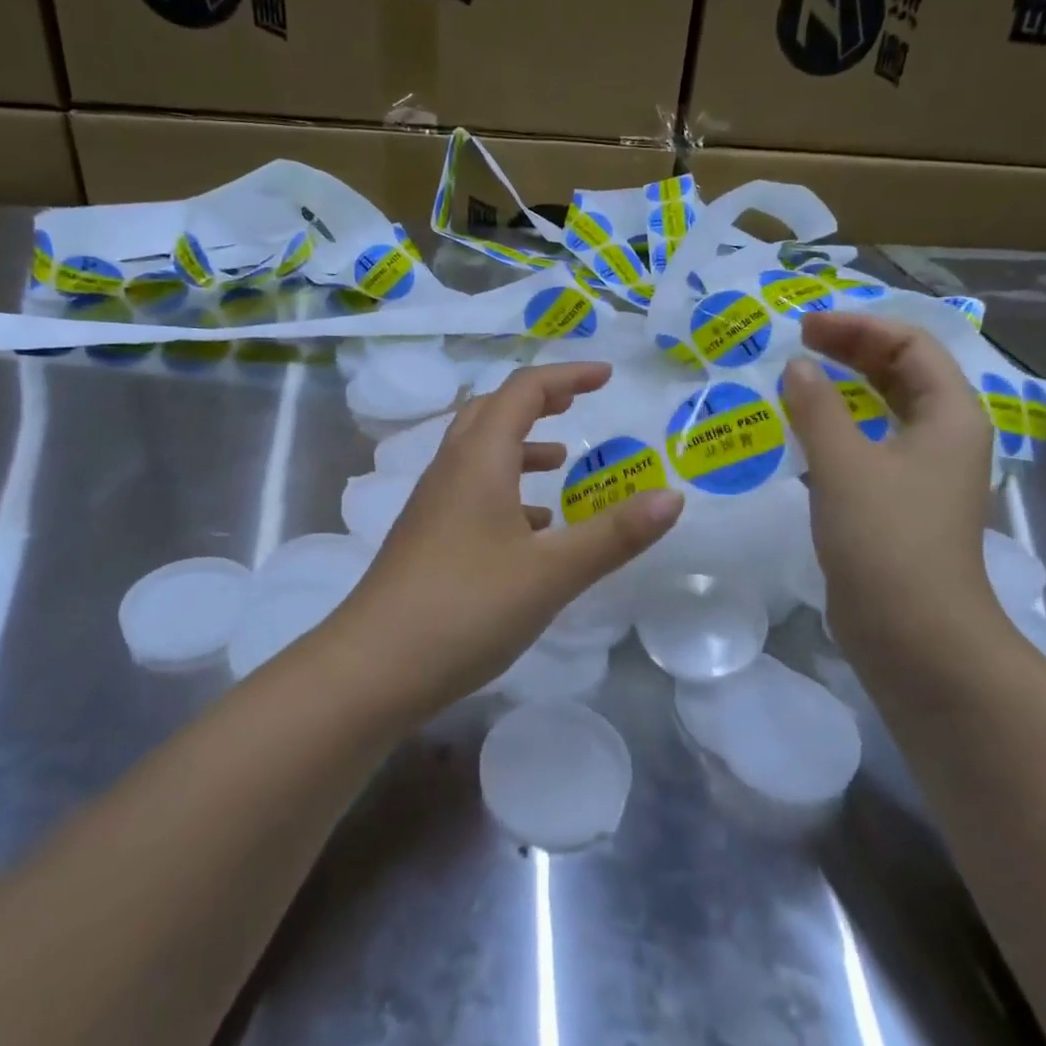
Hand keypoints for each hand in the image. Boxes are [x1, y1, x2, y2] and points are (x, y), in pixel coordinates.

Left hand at [341, 362, 683, 711]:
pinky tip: (530, 530)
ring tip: (559, 464)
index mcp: (478, 460)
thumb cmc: (466, 608)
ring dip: (519, 447)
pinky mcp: (425, 540)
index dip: (567, 376)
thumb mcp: (552, 573)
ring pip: (477, 455)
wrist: (372, 669)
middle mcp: (450, 471)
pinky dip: (505, 492)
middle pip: (491, 412)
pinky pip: (470, 494)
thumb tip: (673, 497)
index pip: (523, 391)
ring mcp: (431, 507)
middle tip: (576, 405)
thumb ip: (614, 535)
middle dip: (537, 402)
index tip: (606, 377)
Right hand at [780, 312, 1003, 660]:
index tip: (805, 329)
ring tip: (799, 380)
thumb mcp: (844, 463)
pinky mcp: (900, 505)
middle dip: (853, 351)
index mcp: (951, 415)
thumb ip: (817, 407)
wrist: (913, 633)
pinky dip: (841, 429)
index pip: (912, 345)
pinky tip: (806, 434)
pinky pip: (872, 446)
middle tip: (798, 345)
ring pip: (887, 411)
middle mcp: (945, 437)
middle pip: (903, 373)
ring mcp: (924, 474)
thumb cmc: (885, 538)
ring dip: (846, 390)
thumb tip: (797, 367)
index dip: (859, 328)